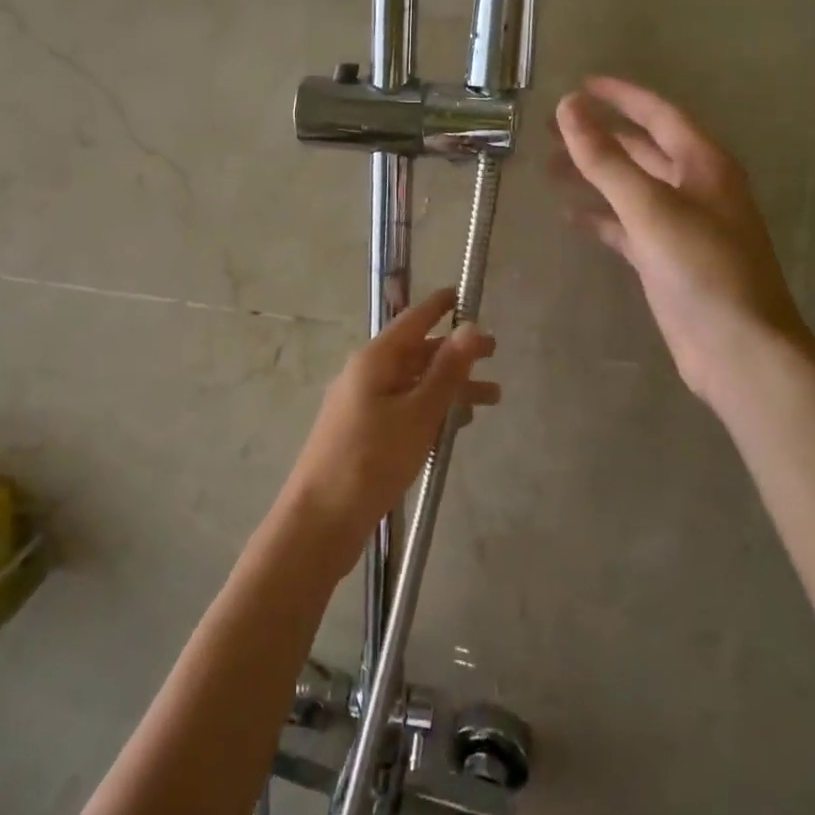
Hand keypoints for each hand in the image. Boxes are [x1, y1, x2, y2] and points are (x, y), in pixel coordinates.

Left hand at [280, 288, 498, 563]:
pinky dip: (431, 410)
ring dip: (449, 387)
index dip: (439, 306)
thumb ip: (446, 372)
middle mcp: (366, 376)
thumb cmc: (371, 460)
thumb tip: (470, 327)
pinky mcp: (364, 435)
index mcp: (374, 361)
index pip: (412, 320)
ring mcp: (362, 406)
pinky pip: (404, 410)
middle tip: (494, 353)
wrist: (320, 521)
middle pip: (416, 354)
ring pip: (413, 385)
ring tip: (492, 398)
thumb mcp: (417, 413)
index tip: (465, 294)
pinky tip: (455, 425)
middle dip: (454, 352)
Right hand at [554, 77, 809, 411]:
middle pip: (641, 149)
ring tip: (549, 167)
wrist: (737, 349)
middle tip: (550, 130)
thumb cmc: (702, 269)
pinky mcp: (665, 259)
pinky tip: (570, 216)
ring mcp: (680, 226)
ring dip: (593, 175)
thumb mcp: (650, 207)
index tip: (580, 85)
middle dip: (598, 137)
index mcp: (703, 165)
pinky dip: (600, 218)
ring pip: (630, 188)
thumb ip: (606, 159)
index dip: (620, 96)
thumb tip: (568, 109)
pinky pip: (626, 226)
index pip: (658, 114)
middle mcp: (694, 188)